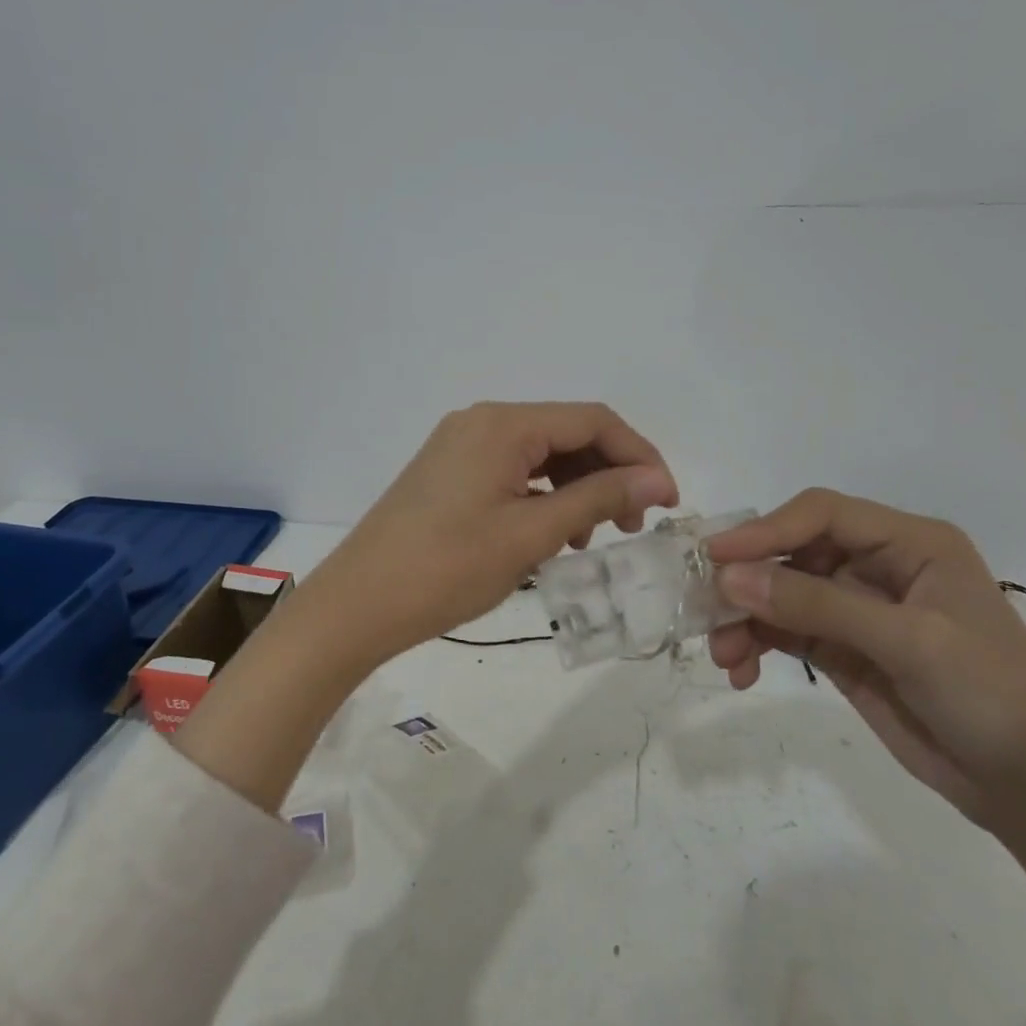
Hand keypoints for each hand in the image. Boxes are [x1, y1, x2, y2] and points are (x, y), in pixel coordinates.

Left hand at [291, 402, 677, 669]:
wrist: (358, 604)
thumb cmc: (447, 569)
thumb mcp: (531, 534)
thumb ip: (598, 498)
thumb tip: (657, 479)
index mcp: (503, 424)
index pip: (593, 420)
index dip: (639, 455)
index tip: (666, 501)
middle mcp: (482, 422)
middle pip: (567, 434)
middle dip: (608, 474)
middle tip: (629, 526)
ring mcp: (461, 445)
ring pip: (541, 455)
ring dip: (576, 488)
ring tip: (587, 539)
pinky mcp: (449, 472)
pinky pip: (513, 471)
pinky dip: (543, 497)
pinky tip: (550, 534)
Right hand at [705, 488, 1025, 827]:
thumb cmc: (990, 694)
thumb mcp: (908, 642)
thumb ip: (816, 606)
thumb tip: (729, 579)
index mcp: (908, 543)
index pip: (821, 515)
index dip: (766, 529)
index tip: (715, 557)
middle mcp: (876, 566)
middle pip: (791, 553)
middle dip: (747, 581)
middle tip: (704, 610)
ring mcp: (856, 610)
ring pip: (779, 595)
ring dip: (744, 619)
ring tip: (724, 657)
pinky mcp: (842, 651)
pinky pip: (784, 633)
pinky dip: (755, 645)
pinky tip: (741, 672)